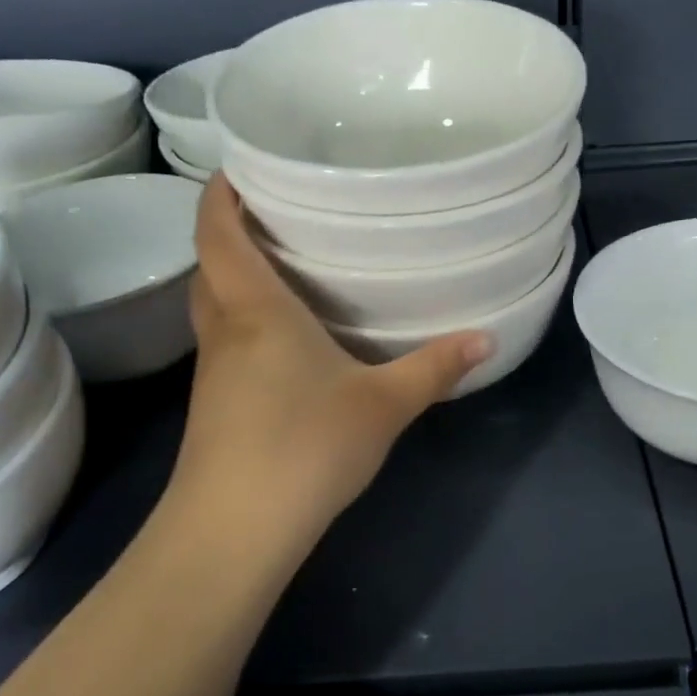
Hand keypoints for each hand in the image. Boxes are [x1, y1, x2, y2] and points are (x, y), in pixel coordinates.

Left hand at [167, 175, 491, 556]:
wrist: (235, 530)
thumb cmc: (305, 447)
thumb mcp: (383, 404)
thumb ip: (433, 368)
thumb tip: (486, 338)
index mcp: (255, 310)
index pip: (217, 231)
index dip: (221, 192)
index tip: (243, 164)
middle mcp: (224, 331)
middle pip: (210, 265)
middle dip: (231, 232)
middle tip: (279, 213)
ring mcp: (213, 373)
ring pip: (215, 307)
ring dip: (237, 280)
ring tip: (287, 266)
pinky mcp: (217, 408)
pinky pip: (227, 345)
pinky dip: (247, 324)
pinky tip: (289, 342)